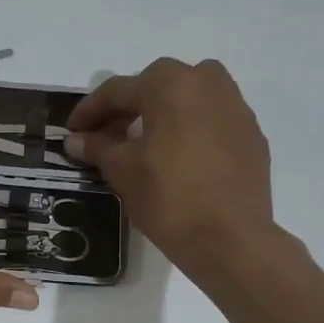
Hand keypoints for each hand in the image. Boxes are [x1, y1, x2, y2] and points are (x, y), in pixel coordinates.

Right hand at [65, 58, 278, 273]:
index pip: (118, 90)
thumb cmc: (169, 198)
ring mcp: (236, 108)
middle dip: (128, 106)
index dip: (89, 111)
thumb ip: (97, 147)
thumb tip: (75, 140)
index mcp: (171, 85)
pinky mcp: (251, 135)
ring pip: (190, 97)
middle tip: (107, 134)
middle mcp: (208, 83)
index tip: (72, 131)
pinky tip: (178, 158)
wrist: (230, 239)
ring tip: (144, 142)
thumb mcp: (122, 171)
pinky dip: (190, 129)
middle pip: (157, 85)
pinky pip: (212, 120)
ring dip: (163, 112)